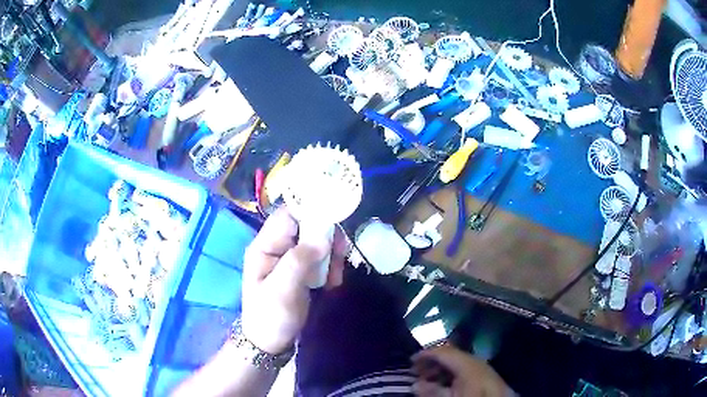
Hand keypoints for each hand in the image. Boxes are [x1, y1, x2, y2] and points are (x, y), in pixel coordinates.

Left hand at [241, 207, 346, 353]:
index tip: (335, 218)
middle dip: (326, 238)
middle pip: (306, 226)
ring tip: (335, 277)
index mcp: (265, 246)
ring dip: (331, 255)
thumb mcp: (282, 290)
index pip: (288, 216)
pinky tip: (332, 283)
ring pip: (317, 242)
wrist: (271, 343)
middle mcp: (277, 247)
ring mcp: (290, 259)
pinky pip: (321, 258)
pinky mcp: (301, 271)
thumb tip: (324, 235)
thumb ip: (299, 261)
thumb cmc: (270, 316)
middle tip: (340, 255)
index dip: (311, 211)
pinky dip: (331, 267)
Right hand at [412, 344, 514, 396]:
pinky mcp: (485, 375)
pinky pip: (464, 369)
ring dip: (441, 369)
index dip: (425, 354)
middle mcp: (475, 361)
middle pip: (450, 355)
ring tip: (427, 380)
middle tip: (416, 372)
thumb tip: (414, 384)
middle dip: (432, 362)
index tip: (410, 360)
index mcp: (468, 363)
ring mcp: (482, 367)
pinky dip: (451, 374)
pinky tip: (445, 384)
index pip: (443, 351)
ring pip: (457, 362)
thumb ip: (433, 391)